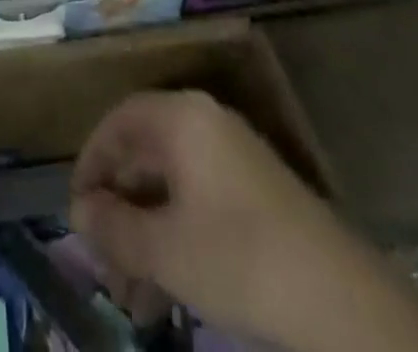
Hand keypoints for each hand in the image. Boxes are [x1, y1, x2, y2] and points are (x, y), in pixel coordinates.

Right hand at [70, 92, 417, 351]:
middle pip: (143, 156)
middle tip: (104, 267)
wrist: (341, 300)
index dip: (91, 163)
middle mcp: (204, 123)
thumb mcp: (165, 249)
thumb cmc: (239, 258)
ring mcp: (233, 156)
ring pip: (170, 186)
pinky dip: (175, 237)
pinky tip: (168, 290)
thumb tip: (79, 212)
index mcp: (180, 117)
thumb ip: (114, 228)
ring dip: (144, 236)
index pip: (118, 122)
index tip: (76, 211)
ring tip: (133, 298)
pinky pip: (197, 201)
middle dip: (118, 214)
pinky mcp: (254, 192)